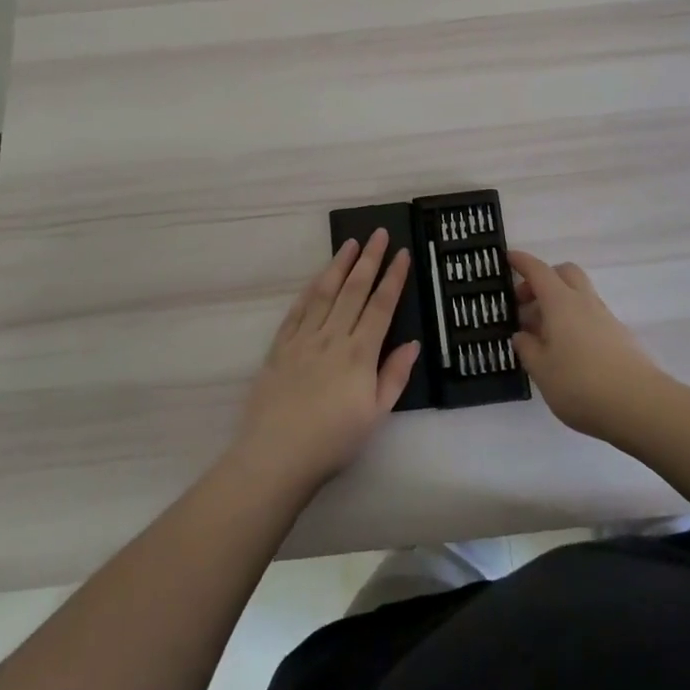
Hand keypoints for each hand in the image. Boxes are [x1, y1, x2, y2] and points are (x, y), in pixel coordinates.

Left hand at [234, 230, 419, 490]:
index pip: (381, 305)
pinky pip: (298, 309)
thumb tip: (413, 343)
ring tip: (350, 243)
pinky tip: (318, 278)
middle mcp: (332, 337)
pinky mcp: (280, 346)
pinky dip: (310, 289)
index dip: (393, 278)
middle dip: (369, 259)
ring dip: (339, 264)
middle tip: (379, 233)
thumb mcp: (376, 415)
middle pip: (354, 289)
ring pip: (325, 292)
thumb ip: (394, 376)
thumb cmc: (333, 441)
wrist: (276, 455)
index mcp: (359, 353)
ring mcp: (304, 338)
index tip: (402, 253)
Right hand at [509, 250, 666, 440]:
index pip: (539, 271)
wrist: (640, 406)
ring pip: (579, 295)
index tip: (508, 257)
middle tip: (526, 303)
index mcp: (561, 303)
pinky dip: (574, 321)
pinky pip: (590, 316)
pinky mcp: (620, 337)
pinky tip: (566, 351)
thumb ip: (528, 349)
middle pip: (565, 273)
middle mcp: (584, 302)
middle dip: (544, 279)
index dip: (522, 262)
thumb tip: (522, 334)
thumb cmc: (581, 385)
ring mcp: (606, 319)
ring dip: (558, 303)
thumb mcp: (542, 371)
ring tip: (542, 335)